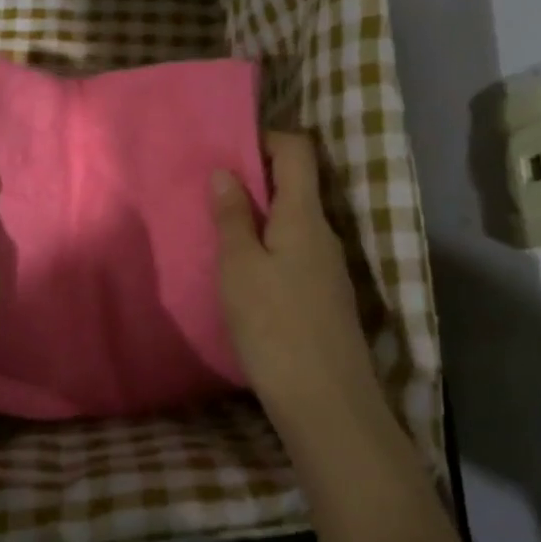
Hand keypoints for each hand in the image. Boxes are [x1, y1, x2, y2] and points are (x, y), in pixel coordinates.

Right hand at [211, 132, 382, 428]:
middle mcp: (324, 234)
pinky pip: (296, 253)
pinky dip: (269, 248)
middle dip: (255, 180)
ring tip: (219, 232)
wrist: (326, 403)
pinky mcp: (325, 298)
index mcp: (305, 216)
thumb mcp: (239, 267)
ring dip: (260, 218)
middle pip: (297, 186)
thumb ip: (233, 217)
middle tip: (211, 193)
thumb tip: (226, 171)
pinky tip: (243, 274)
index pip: (298, 151)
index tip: (227, 150)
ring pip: (294, 223)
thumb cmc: (274, 325)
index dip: (266, 139)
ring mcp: (329, 268)